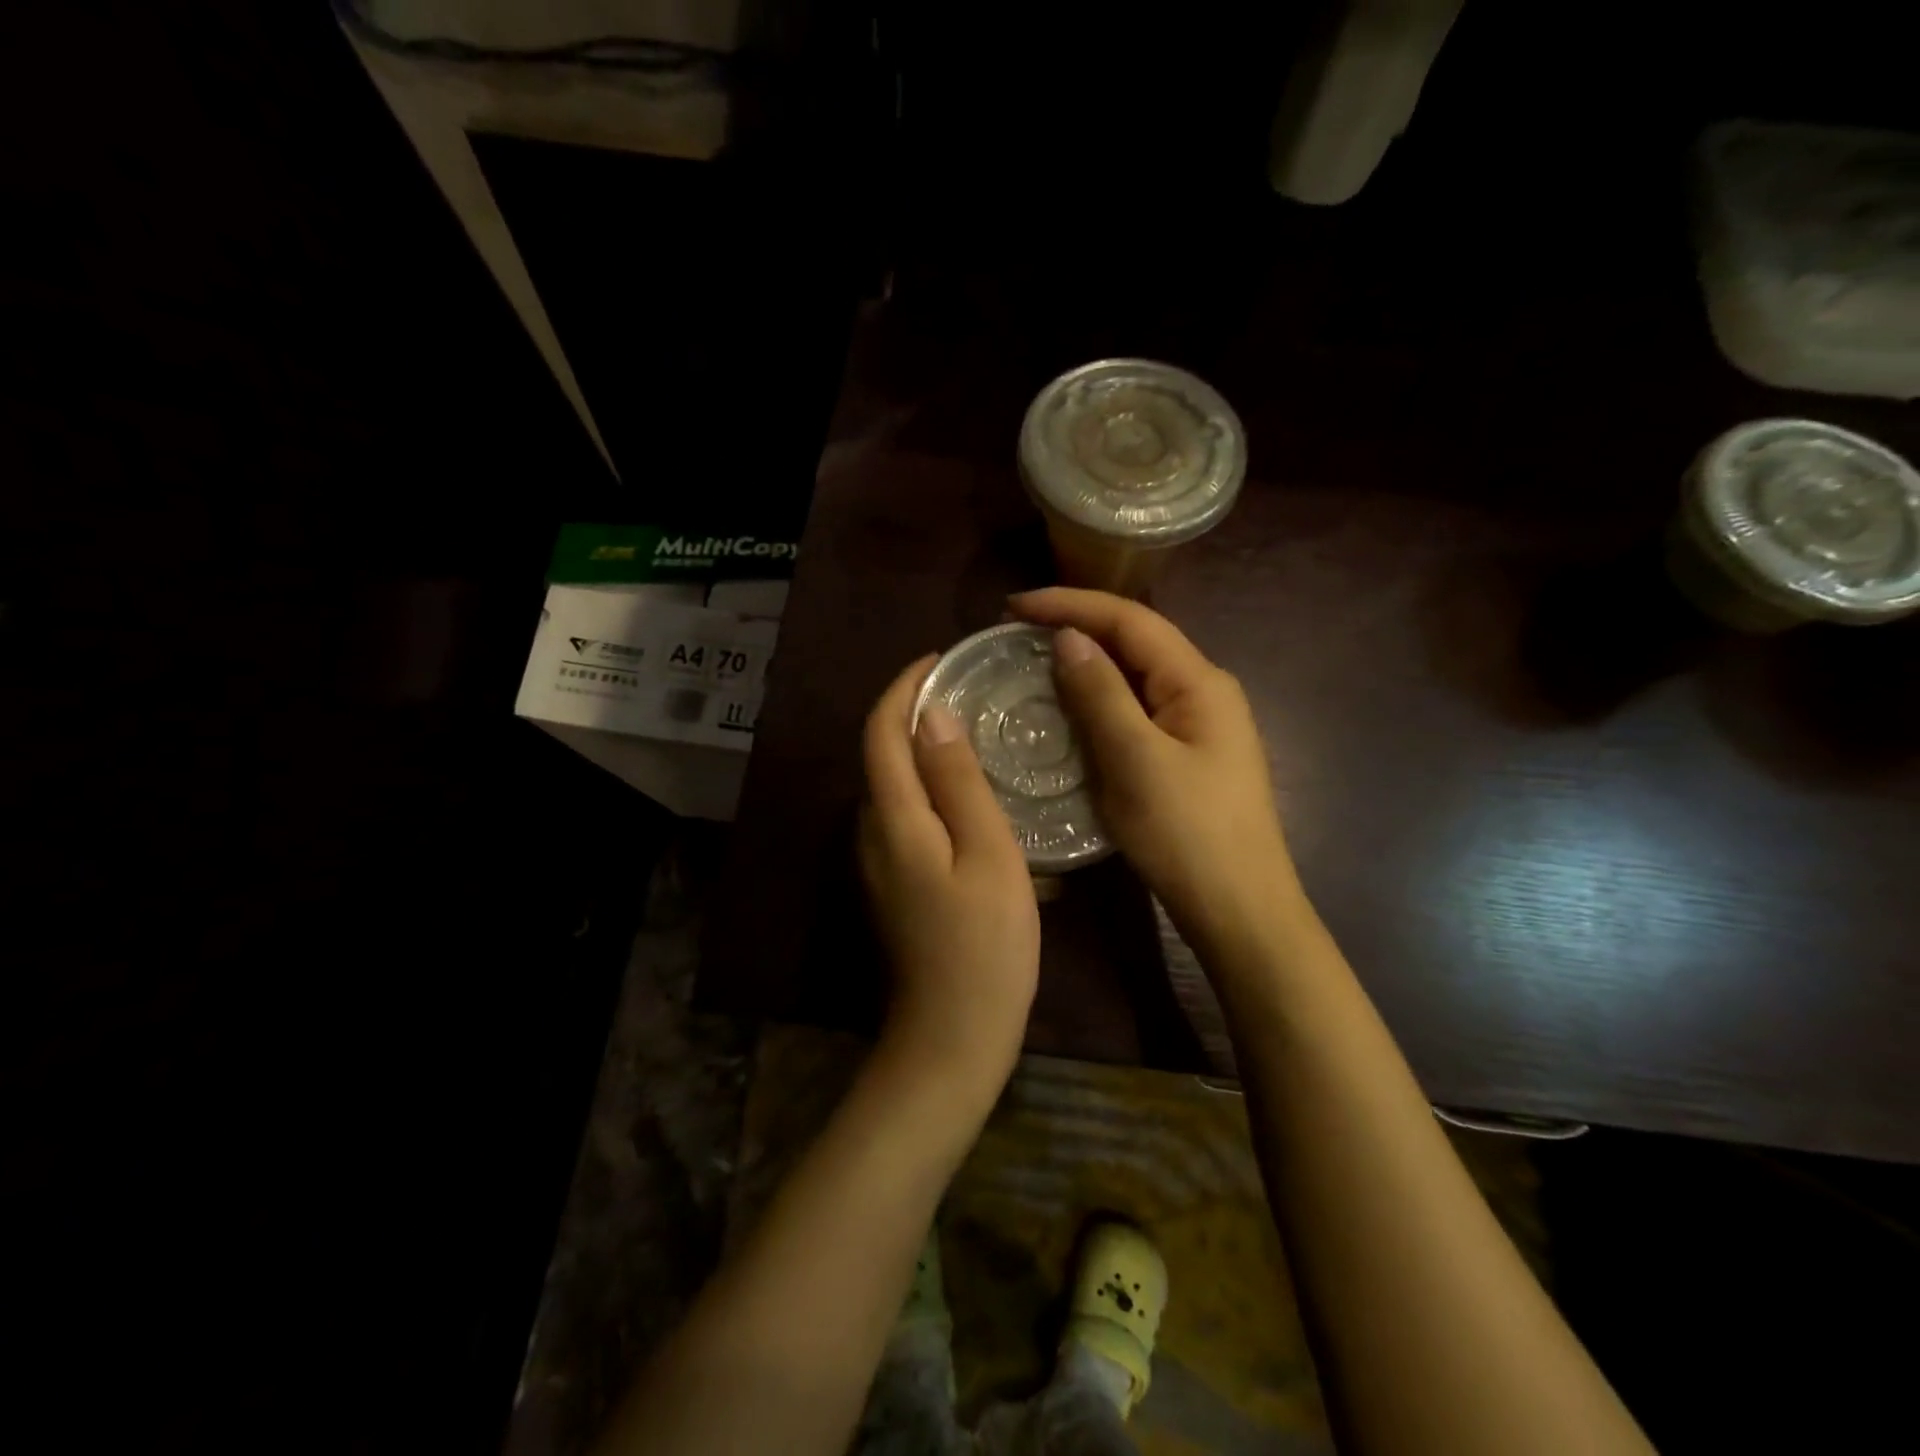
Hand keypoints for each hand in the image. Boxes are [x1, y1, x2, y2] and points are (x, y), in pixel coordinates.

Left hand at [859, 655, 1041, 1085]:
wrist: (953, 1034)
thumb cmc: (985, 944)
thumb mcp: (987, 854)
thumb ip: (958, 782)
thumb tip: (934, 715)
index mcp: (892, 817)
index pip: (882, 730)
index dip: (904, 687)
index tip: (941, 660)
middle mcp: (871, 830)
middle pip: (882, 753)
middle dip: (915, 712)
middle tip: (971, 693)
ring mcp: (878, 860)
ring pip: (894, 784)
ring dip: (924, 749)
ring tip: (977, 732)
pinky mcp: (893, 880)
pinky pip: (905, 812)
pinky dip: (930, 785)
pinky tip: (970, 791)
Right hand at [1011, 588, 1309, 956]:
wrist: (1239, 911)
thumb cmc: (1188, 835)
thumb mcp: (1136, 760)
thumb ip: (1102, 694)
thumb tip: (1069, 637)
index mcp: (1199, 681)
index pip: (1131, 620)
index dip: (1071, 604)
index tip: (1014, 606)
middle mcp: (1204, 691)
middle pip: (1136, 641)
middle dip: (1078, 626)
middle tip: (1018, 631)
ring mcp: (1199, 724)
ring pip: (1135, 676)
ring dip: (1087, 663)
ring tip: (1034, 661)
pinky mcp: (1187, 754)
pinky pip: (1136, 710)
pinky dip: (1100, 700)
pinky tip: (1071, 709)